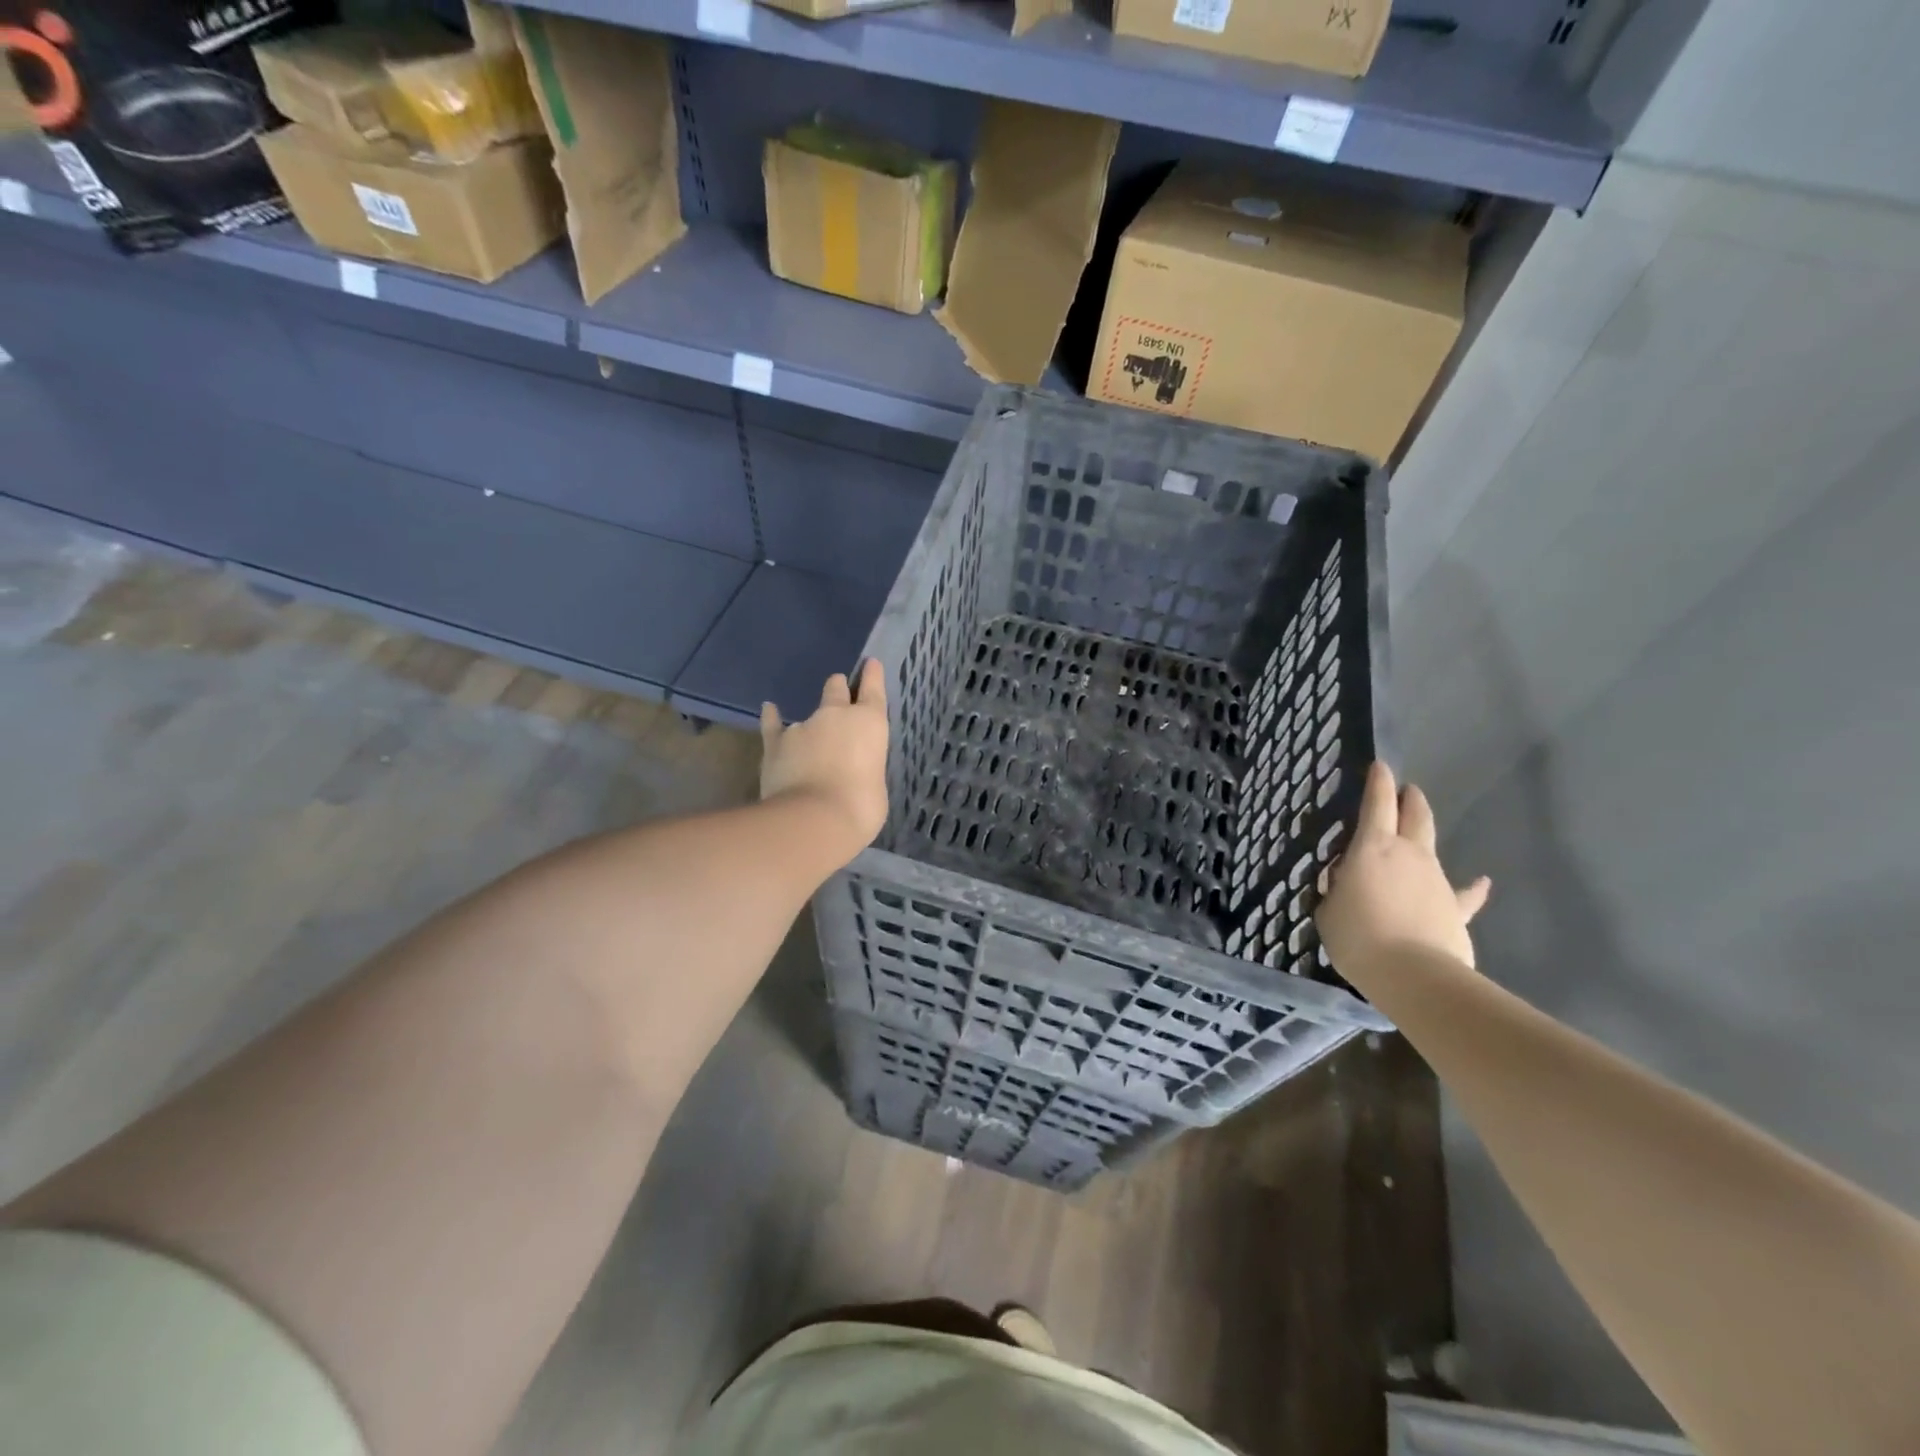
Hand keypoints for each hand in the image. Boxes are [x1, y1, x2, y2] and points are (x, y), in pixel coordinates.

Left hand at [760, 660, 889, 859]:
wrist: (813, 820)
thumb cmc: (860, 807)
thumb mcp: (876, 787)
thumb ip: (865, 770)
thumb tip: (853, 773)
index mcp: (869, 724)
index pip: (873, 690)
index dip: (872, 676)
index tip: (870, 663)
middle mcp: (836, 716)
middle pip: (836, 689)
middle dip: (838, 690)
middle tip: (839, 694)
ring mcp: (802, 726)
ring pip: (806, 712)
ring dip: (811, 722)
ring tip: (809, 735)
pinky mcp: (775, 743)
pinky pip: (773, 724)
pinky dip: (772, 718)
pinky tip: (769, 710)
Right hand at [1317, 761, 1490, 973]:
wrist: (1413, 974)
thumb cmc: (1358, 935)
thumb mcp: (1328, 909)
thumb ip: (1337, 888)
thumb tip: (1345, 881)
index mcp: (1372, 847)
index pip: (1377, 804)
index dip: (1378, 782)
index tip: (1379, 766)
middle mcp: (1409, 854)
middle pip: (1415, 816)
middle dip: (1410, 799)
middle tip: (1406, 790)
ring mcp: (1437, 880)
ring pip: (1434, 847)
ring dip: (1425, 837)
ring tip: (1421, 830)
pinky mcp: (1455, 909)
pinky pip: (1464, 894)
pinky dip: (1472, 887)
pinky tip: (1482, 882)